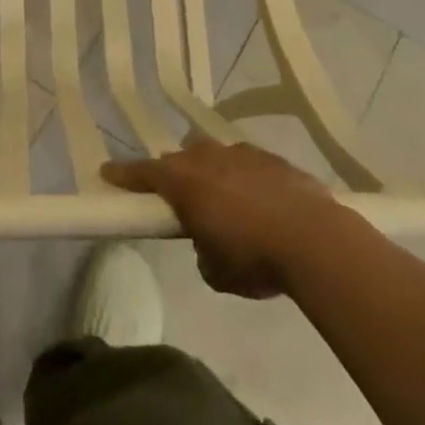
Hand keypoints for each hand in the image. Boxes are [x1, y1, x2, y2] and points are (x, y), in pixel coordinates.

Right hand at [103, 141, 345, 298]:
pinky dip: (247, 177)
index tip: (107, 172)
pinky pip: (249, 163)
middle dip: (176, 173)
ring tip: (224, 197)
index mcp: (184, 182)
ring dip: (212, 170)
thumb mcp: (215, 271)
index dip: (124, 174)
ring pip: (215, 153)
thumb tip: (209, 243)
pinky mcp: (275, 159)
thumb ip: (203, 250)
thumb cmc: (254, 258)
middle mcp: (207, 158)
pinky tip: (262, 201)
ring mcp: (243, 154)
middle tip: (180, 196)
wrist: (316, 241)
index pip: (143, 172)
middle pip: (180, 157)